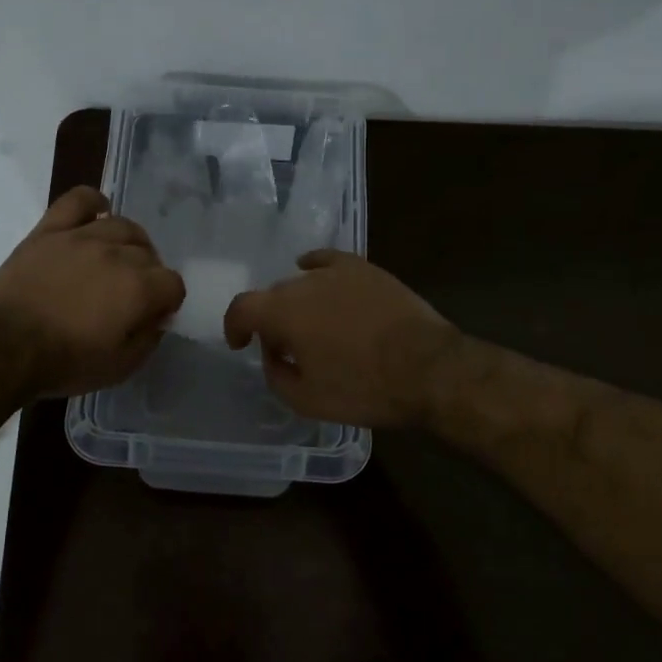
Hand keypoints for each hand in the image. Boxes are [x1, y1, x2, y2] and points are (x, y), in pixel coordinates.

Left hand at [0, 186, 185, 400]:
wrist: (1, 349)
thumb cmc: (63, 363)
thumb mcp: (119, 368)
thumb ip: (148, 339)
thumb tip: (157, 317)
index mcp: (139, 288)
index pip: (173, 284)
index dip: (166, 301)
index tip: (152, 315)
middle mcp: (117, 254)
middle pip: (148, 254)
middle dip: (147, 276)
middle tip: (128, 296)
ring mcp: (82, 236)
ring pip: (121, 225)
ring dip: (128, 243)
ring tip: (116, 260)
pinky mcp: (50, 230)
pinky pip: (79, 200)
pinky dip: (93, 202)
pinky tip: (97, 213)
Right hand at [223, 250, 460, 427]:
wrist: (427, 368)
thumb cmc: (362, 387)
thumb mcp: (306, 400)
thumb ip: (276, 375)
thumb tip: (273, 356)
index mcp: (282, 312)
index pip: (242, 308)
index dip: (234, 326)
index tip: (240, 344)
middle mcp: (303, 283)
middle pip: (274, 296)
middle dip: (272, 322)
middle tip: (286, 349)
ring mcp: (336, 272)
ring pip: (303, 283)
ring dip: (299, 304)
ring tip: (314, 328)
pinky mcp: (365, 269)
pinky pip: (328, 261)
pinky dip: (316, 268)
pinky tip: (316, 275)